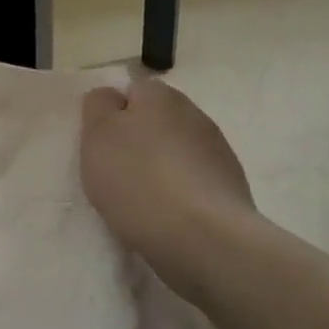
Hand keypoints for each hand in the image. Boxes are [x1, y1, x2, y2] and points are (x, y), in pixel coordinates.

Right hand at [80, 77, 255, 271]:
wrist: (202, 239)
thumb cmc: (137, 180)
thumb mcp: (97, 135)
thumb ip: (98, 106)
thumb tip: (112, 97)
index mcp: (159, 96)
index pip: (131, 89)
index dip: (112, 113)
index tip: (99, 143)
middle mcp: (193, 114)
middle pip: (156, 119)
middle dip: (138, 138)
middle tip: (114, 170)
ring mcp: (217, 151)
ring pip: (176, 149)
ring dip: (160, 165)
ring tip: (140, 198)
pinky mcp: (230, 187)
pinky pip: (193, 180)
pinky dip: (179, 191)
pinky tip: (166, 214)